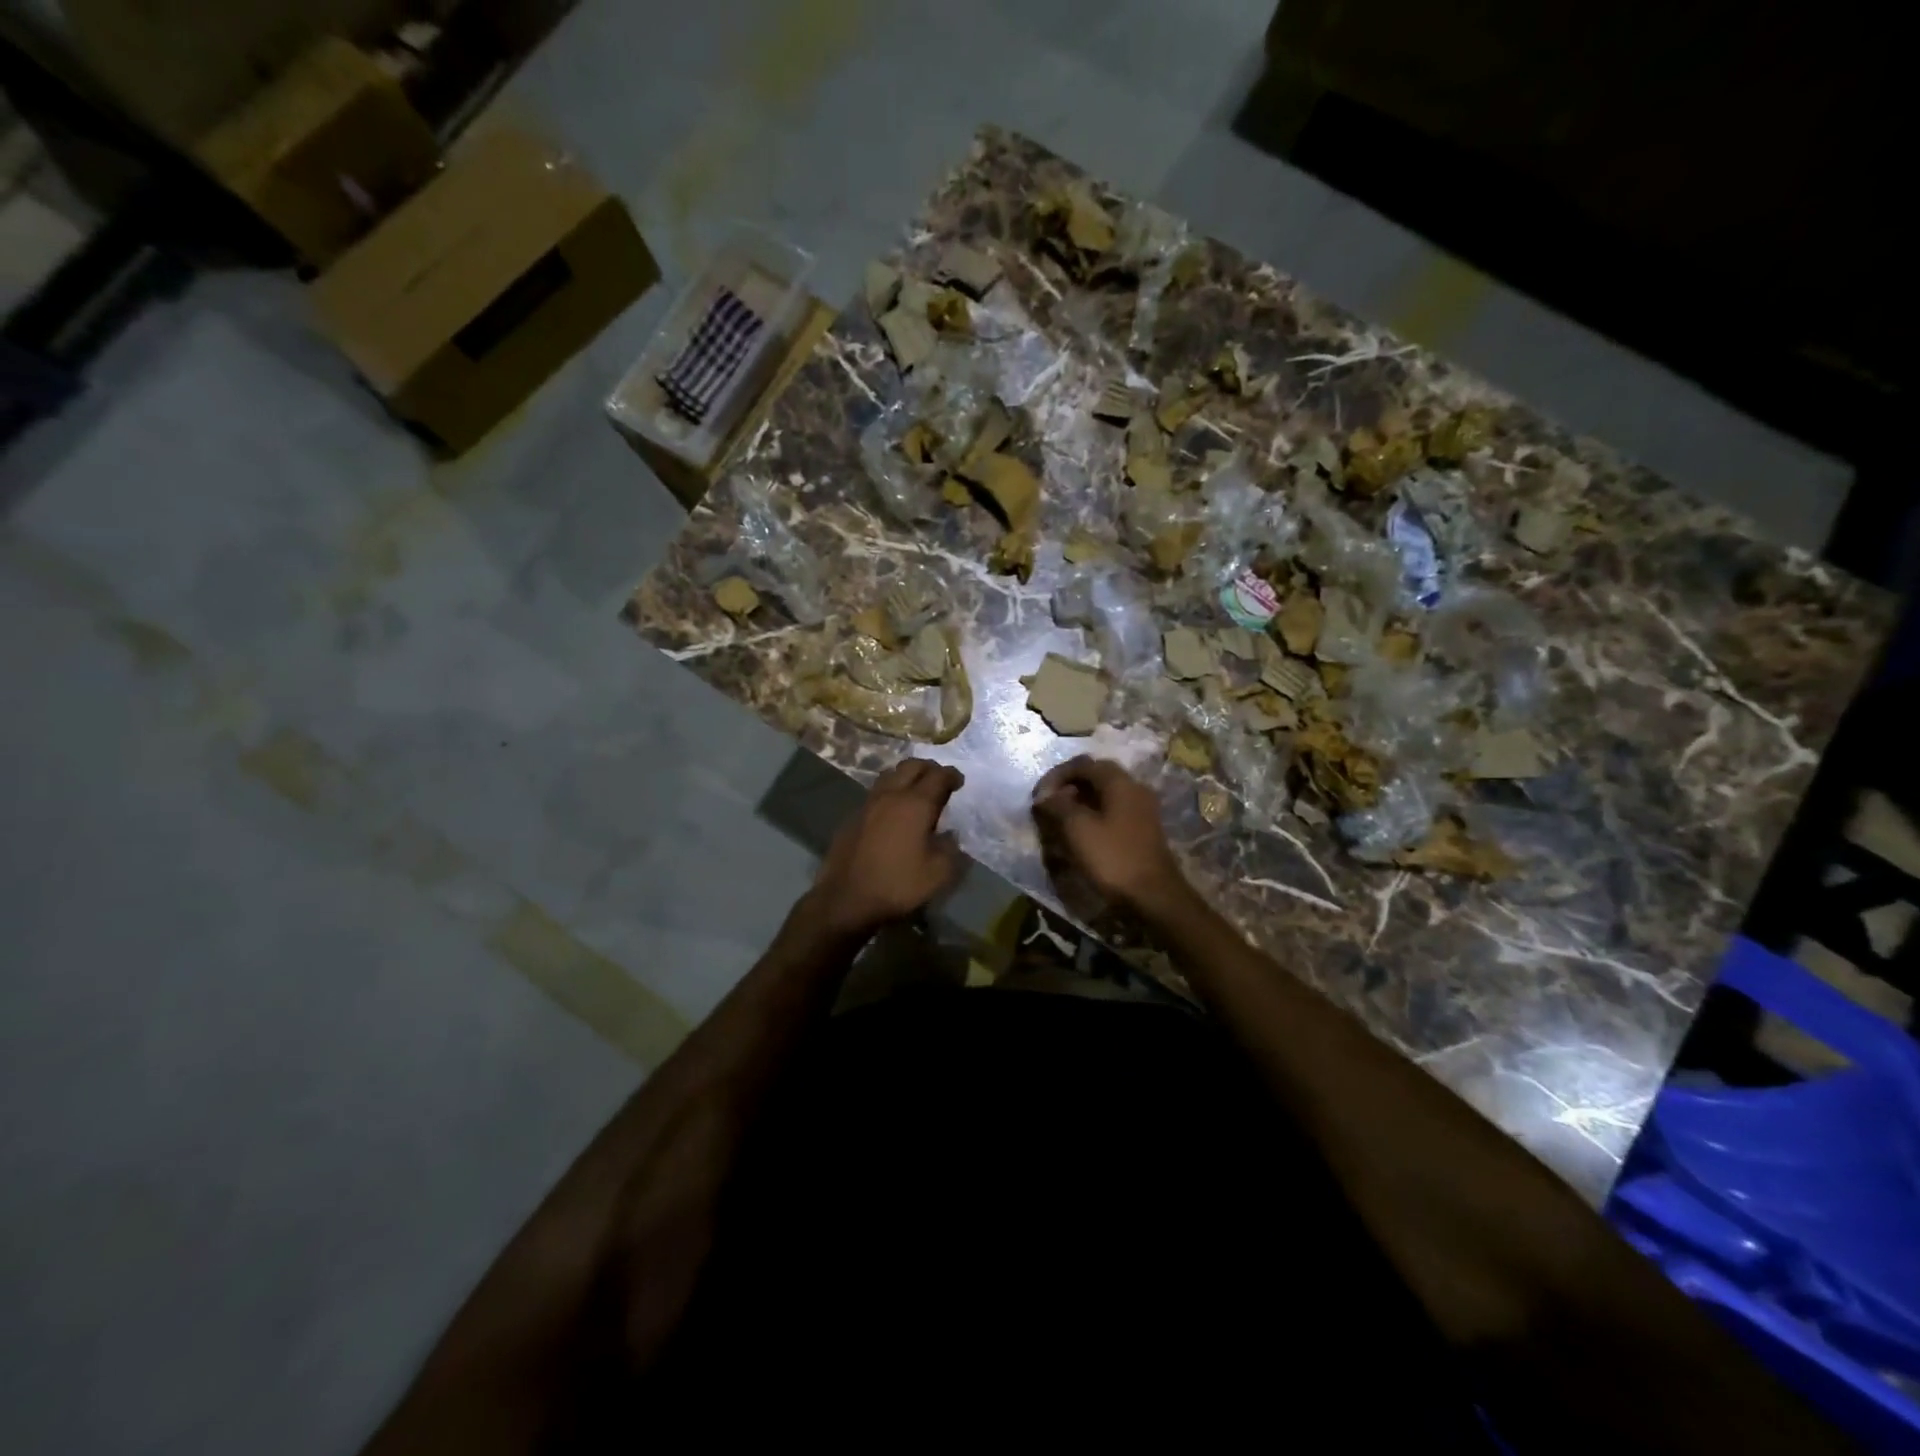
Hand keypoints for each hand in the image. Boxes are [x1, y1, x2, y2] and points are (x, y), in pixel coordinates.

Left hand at [810, 758, 965, 938]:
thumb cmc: (898, 884)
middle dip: (929, 768)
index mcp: (916, 804)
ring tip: (916, 790)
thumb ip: (950, 849)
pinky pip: (876, 793)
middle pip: (911, 766)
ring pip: (890, 775)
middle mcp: (891, 795)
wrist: (846, 899)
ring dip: (906, 776)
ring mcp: (868, 804)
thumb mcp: (938, 873)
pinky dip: (890, 792)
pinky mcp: (853, 816)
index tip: (959, 782)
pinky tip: (893, 811)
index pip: (938, 776)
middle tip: (939, 780)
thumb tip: (950, 835)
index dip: (952, 775)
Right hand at [1032, 756, 1189, 916]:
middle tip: (1049, 806)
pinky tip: (1081, 832)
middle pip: (1095, 776)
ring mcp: (1142, 808)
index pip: (1082, 764)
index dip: (1056, 776)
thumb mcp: (1078, 829)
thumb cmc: (1113, 857)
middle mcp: (1134, 788)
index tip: (1039, 796)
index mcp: (1120, 782)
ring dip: (1080, 801)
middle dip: (1068, 787)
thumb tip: (1045, 796)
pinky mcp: (1143, 828)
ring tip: (1060, 820)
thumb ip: (1058, 806)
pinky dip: (1093, 814)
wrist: (1154, 896)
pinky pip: (1113, 810)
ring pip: (1104, 794)